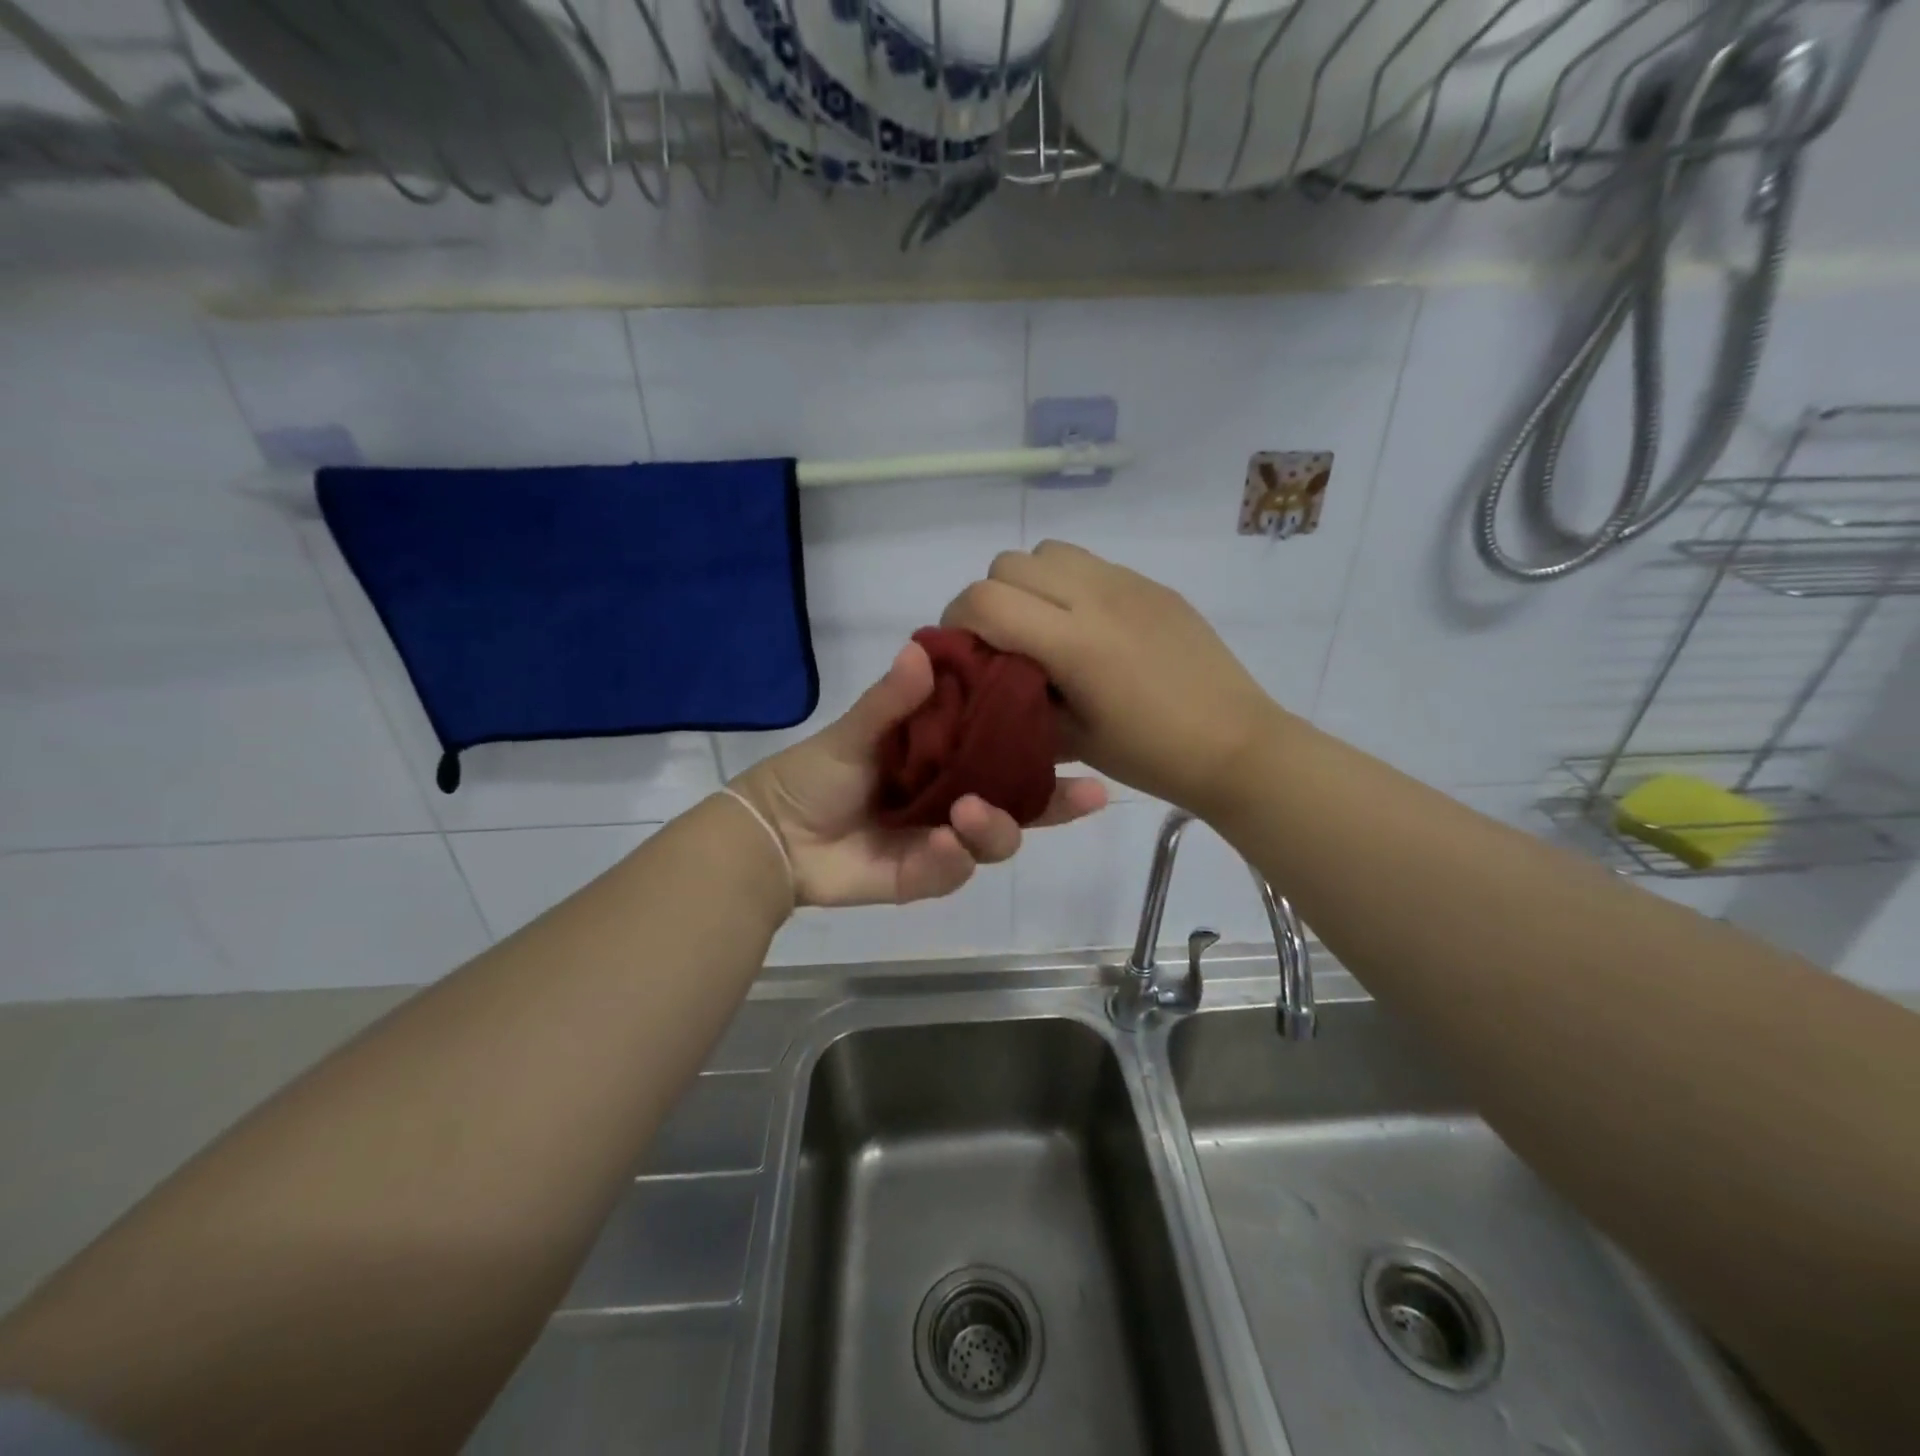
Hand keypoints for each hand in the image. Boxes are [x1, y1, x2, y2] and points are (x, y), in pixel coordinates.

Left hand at [730, 640, 1107, 907]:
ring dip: (994, 829)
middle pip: (1019, 804)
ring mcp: (941, 840)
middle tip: (1082, 794)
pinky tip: (943, 846)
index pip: (1007, 751)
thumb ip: (890, 701)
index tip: (1090, 741)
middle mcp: (954, 797)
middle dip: (1056, 804)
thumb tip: (921, 650)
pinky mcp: (922, 877)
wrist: (772, 835)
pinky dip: (952, 861)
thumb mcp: (854, 731)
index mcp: (945, 757)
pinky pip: (952, 873)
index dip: (1048, 749)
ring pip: (994, 841)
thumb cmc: (815, 774)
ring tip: (967, 813)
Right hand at [942, 540, 1283, 815]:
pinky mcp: (1152, 584)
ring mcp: (1128, 583)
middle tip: (1001, 641)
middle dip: (989, 598)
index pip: (984, 599)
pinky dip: (1068, 584)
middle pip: (1009, 563)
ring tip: (1044, 627)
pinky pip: (1090, 564)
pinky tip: (1089, 627)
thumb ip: (1018, 699)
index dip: (957, 620)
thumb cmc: (1149, 755)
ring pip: (1049, 551)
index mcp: (1074, 642)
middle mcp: (1096, 597)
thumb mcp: (1070, 739)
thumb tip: (988, 675)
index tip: (962, 651)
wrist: (1235, 744)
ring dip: (1029, 583)